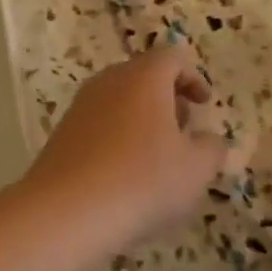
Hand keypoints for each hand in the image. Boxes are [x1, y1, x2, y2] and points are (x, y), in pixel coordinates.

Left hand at [22, 47, 228, 254]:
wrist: (65, 213)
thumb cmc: (142, 181)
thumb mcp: (196, 169)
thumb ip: (211, 147)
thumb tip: (206, 139)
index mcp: (142, 78)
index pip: (170, 58)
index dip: (193, 77)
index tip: (204, 105)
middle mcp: (106, 84)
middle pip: (141, 77)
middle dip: (167, 99)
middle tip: (183, 130)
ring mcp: (78, 109)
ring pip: (117, 102)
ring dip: (141, 121)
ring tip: (156, 160)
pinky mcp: (60, 136)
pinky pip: (98, 127)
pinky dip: (117, 140)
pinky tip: (124, 177)